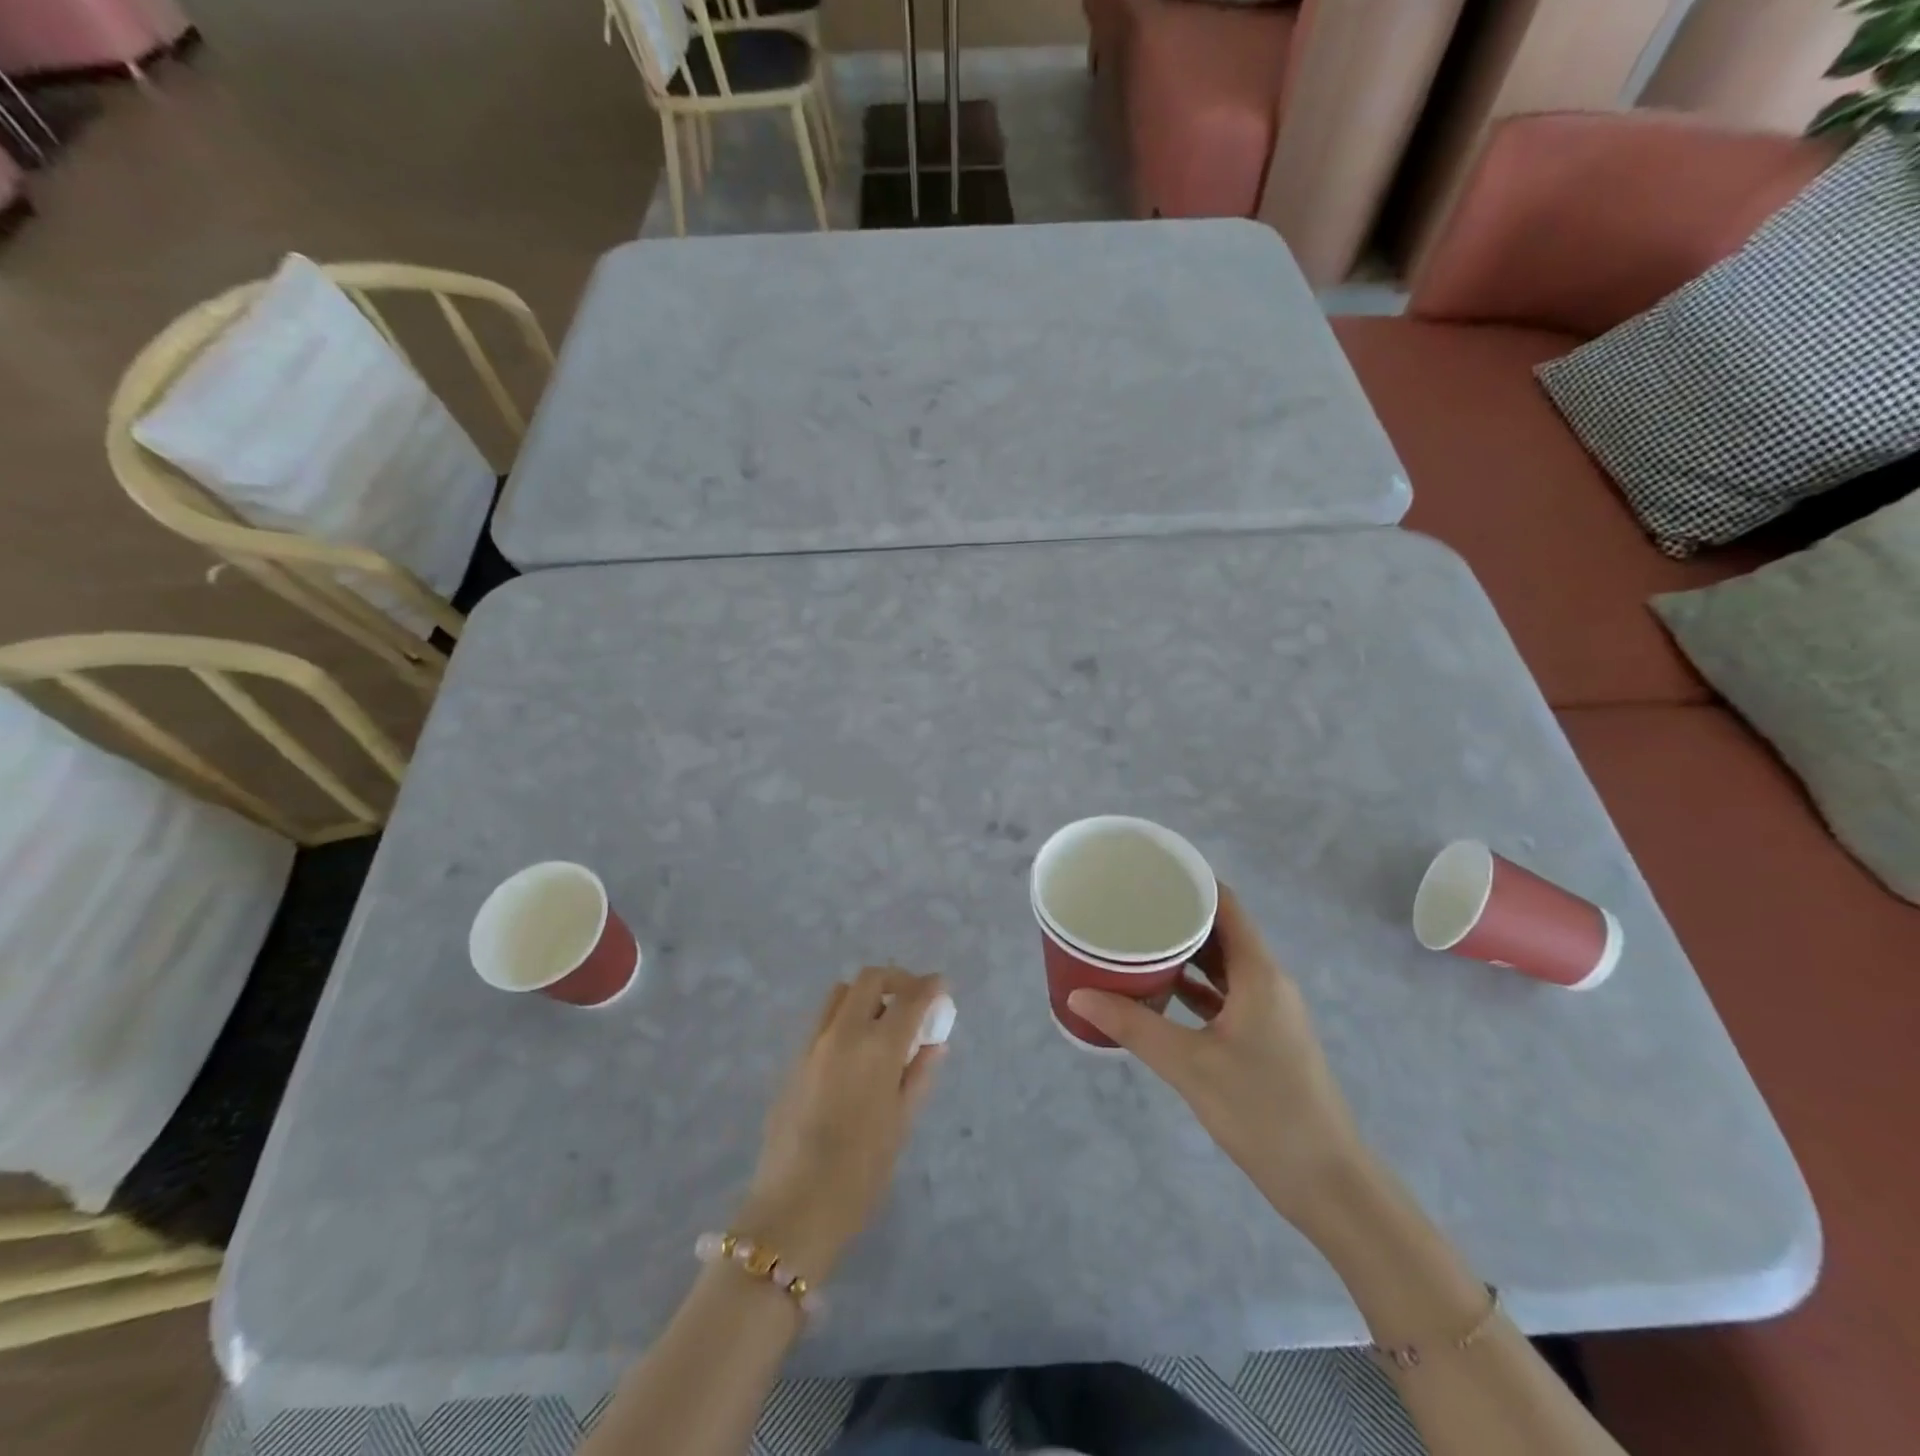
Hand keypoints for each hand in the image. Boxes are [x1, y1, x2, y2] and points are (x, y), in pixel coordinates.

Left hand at [736, 967, 947, 1280]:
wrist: (794, 1207)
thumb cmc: (860, 1172)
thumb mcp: (901, 1123)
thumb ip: (918, 1075)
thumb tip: (934, 1044)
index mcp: (877, 1048)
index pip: (910, 998)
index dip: (930, 987)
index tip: (942, 986)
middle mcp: (843, 1033)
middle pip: (870, 979)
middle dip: (897, 981)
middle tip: (913, 1000)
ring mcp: (813, 1043)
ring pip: (841, 994)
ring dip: (866, 995)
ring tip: (883, 1022)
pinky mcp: (793, 1060)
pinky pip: (823, 1021)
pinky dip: (845, 1018)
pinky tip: (855, 1051)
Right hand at [1067, 886, 1366, 1231]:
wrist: (1327, 1183)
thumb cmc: (1263, 1111)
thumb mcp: (1189, 1065)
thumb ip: (1133, 1026)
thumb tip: (1077, 996)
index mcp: (1259, 973)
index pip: (1226, 904)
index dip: (1191, 880)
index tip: (1148, 870)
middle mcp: (1267, 981)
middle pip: (1223, 929)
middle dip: (1179, 913)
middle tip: (1131, 904)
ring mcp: (1269, 1010)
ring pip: (1223, 963)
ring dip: (1186, 949)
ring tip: (1138, 937)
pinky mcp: (1264, 1037)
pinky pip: (1225, 993)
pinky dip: (1195, 984)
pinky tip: (1160, 988)